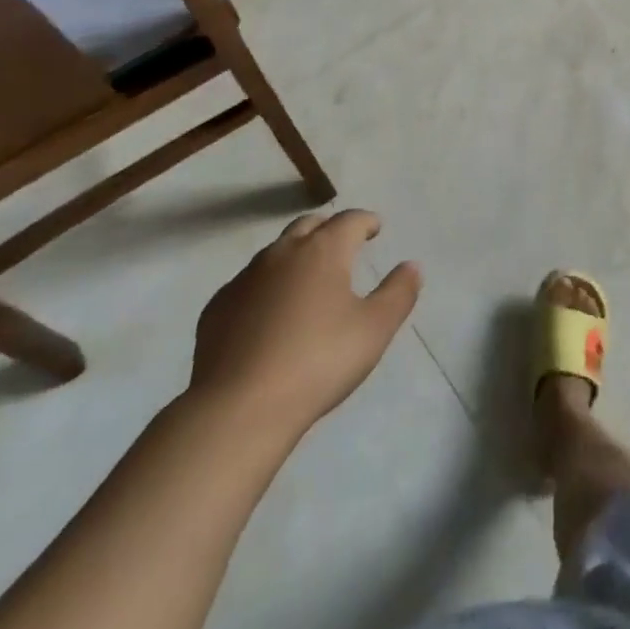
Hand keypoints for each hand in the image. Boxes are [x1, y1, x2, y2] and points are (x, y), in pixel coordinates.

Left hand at [187, 210, 421, 435]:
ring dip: (295, 255)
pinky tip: (268, 313)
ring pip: (275, 252)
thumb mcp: (375, 329)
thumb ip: (398, 293)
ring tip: (307, 278)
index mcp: (324, 250)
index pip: (350, 219)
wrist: (239, 409)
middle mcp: (283, 252)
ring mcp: (245, 278)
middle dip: (329, 229)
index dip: (366, 221)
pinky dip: (265, 286)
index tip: (375, 228)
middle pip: (309, 225)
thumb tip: (412, 266)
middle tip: (342, 243)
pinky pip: (248, 284)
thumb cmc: (318, 362)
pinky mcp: (217, 307)